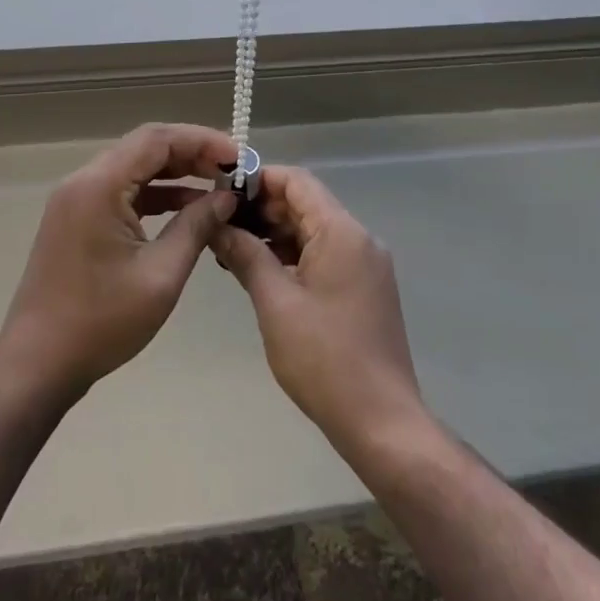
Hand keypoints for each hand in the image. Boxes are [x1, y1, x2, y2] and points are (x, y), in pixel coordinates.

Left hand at [0, 123, 238, 404]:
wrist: (37, 365)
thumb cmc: (101, 322)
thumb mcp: (161, 275)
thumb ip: (196, 226)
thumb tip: (226, 197)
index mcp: (99, 185)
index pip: (158, 139)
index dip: (202, 141)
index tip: (239, 157)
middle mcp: (84, 181)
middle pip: (145, 147)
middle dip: (192, 153)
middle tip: (233, 171)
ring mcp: (76, 200)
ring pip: (134, 167)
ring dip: (175, 172)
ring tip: (218, 186)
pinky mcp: (77, 219)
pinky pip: (122, 191)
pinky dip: (155, 193)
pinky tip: (187, 208)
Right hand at [211, 166, 428, 459]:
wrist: (381, 421)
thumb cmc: (323, 358)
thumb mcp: (275, 302)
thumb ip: (246, 255)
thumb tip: (218, 224)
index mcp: (342, 232)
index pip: (298, 182)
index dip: (259, 179)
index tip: (223, 191)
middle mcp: (360, 238)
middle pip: (307, 204)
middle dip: (264, 209)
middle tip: (221, 225)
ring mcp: (366, 264)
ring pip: (315, 231)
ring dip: (277, 235)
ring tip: (233, 250)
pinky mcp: (366, 288)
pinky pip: (326, 255)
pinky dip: (295, 256)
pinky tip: (264, 273)